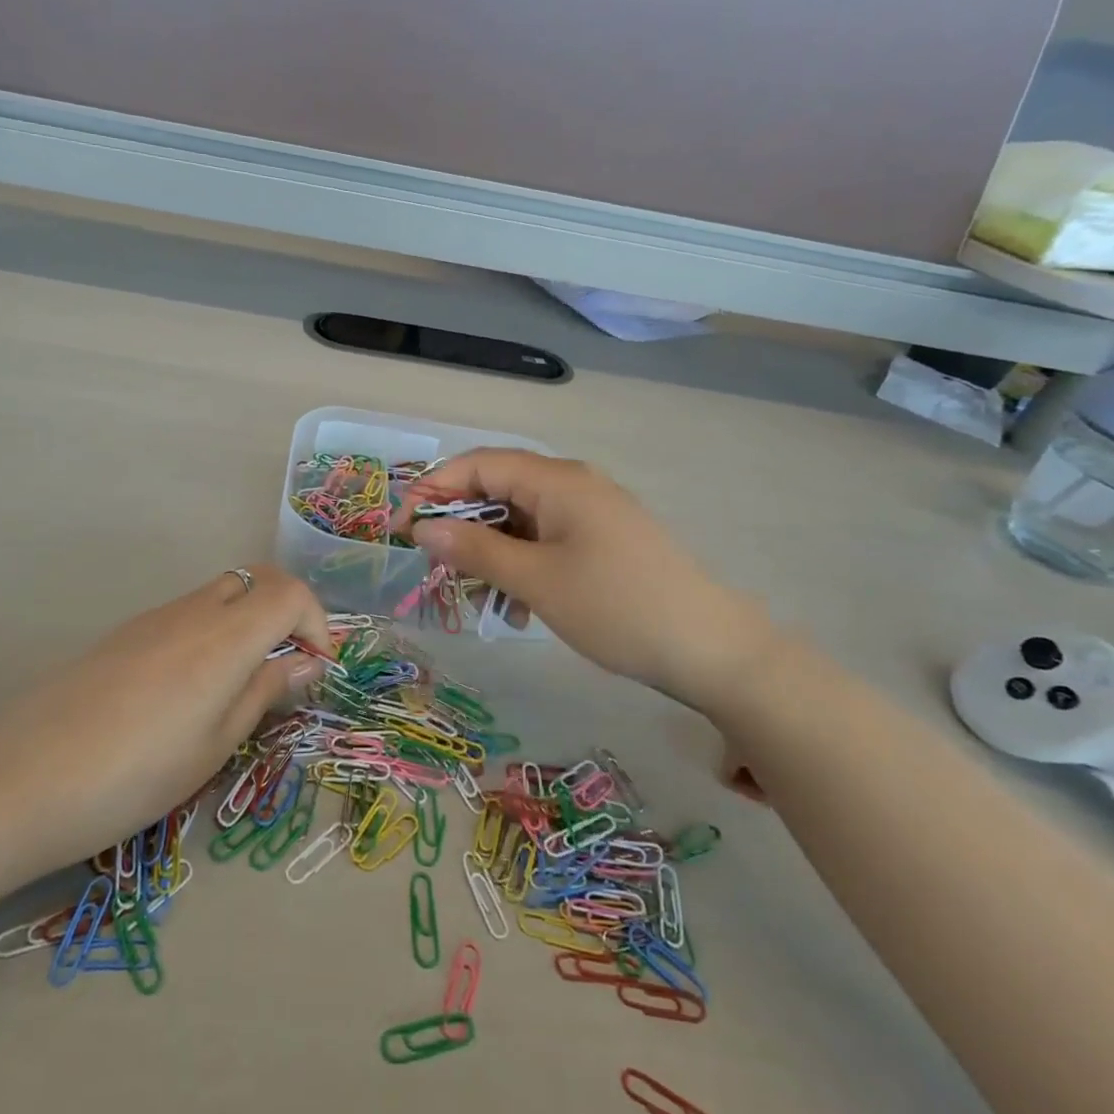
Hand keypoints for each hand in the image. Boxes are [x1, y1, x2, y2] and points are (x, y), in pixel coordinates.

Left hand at [0, 566, 332, 871]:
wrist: (23, 781)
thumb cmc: (136, 775)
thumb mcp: (215, 745)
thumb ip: (264, 692)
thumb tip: (306, 662)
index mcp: (225, 637)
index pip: (290, 592)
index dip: (317, 623)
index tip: (316, 668)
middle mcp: (193, 611)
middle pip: (257, 578)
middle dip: (287, 609)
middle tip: (288, 663)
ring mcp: (154, 617)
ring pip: (221, 593)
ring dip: (248, 620)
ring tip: (242, 682)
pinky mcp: (125, 632)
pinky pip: (187, 613)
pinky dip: (212, 630)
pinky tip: (190, 687)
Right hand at [399, 450, 784, 721]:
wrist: (712, 650)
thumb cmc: (616, 607)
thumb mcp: (535, 581)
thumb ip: (475, 550)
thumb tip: (424, 528)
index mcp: (557, 480)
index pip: (479, 464)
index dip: (434, 489)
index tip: (402, 528)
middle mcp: (573, 485)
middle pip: (498, 489)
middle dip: (461, 526)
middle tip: (433, 566)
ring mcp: (592, 513)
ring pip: (520, 520)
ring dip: (490, 553)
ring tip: (476, 598)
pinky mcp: (604, 541)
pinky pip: (546, 541)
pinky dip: (521, 566)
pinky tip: (516, 608)